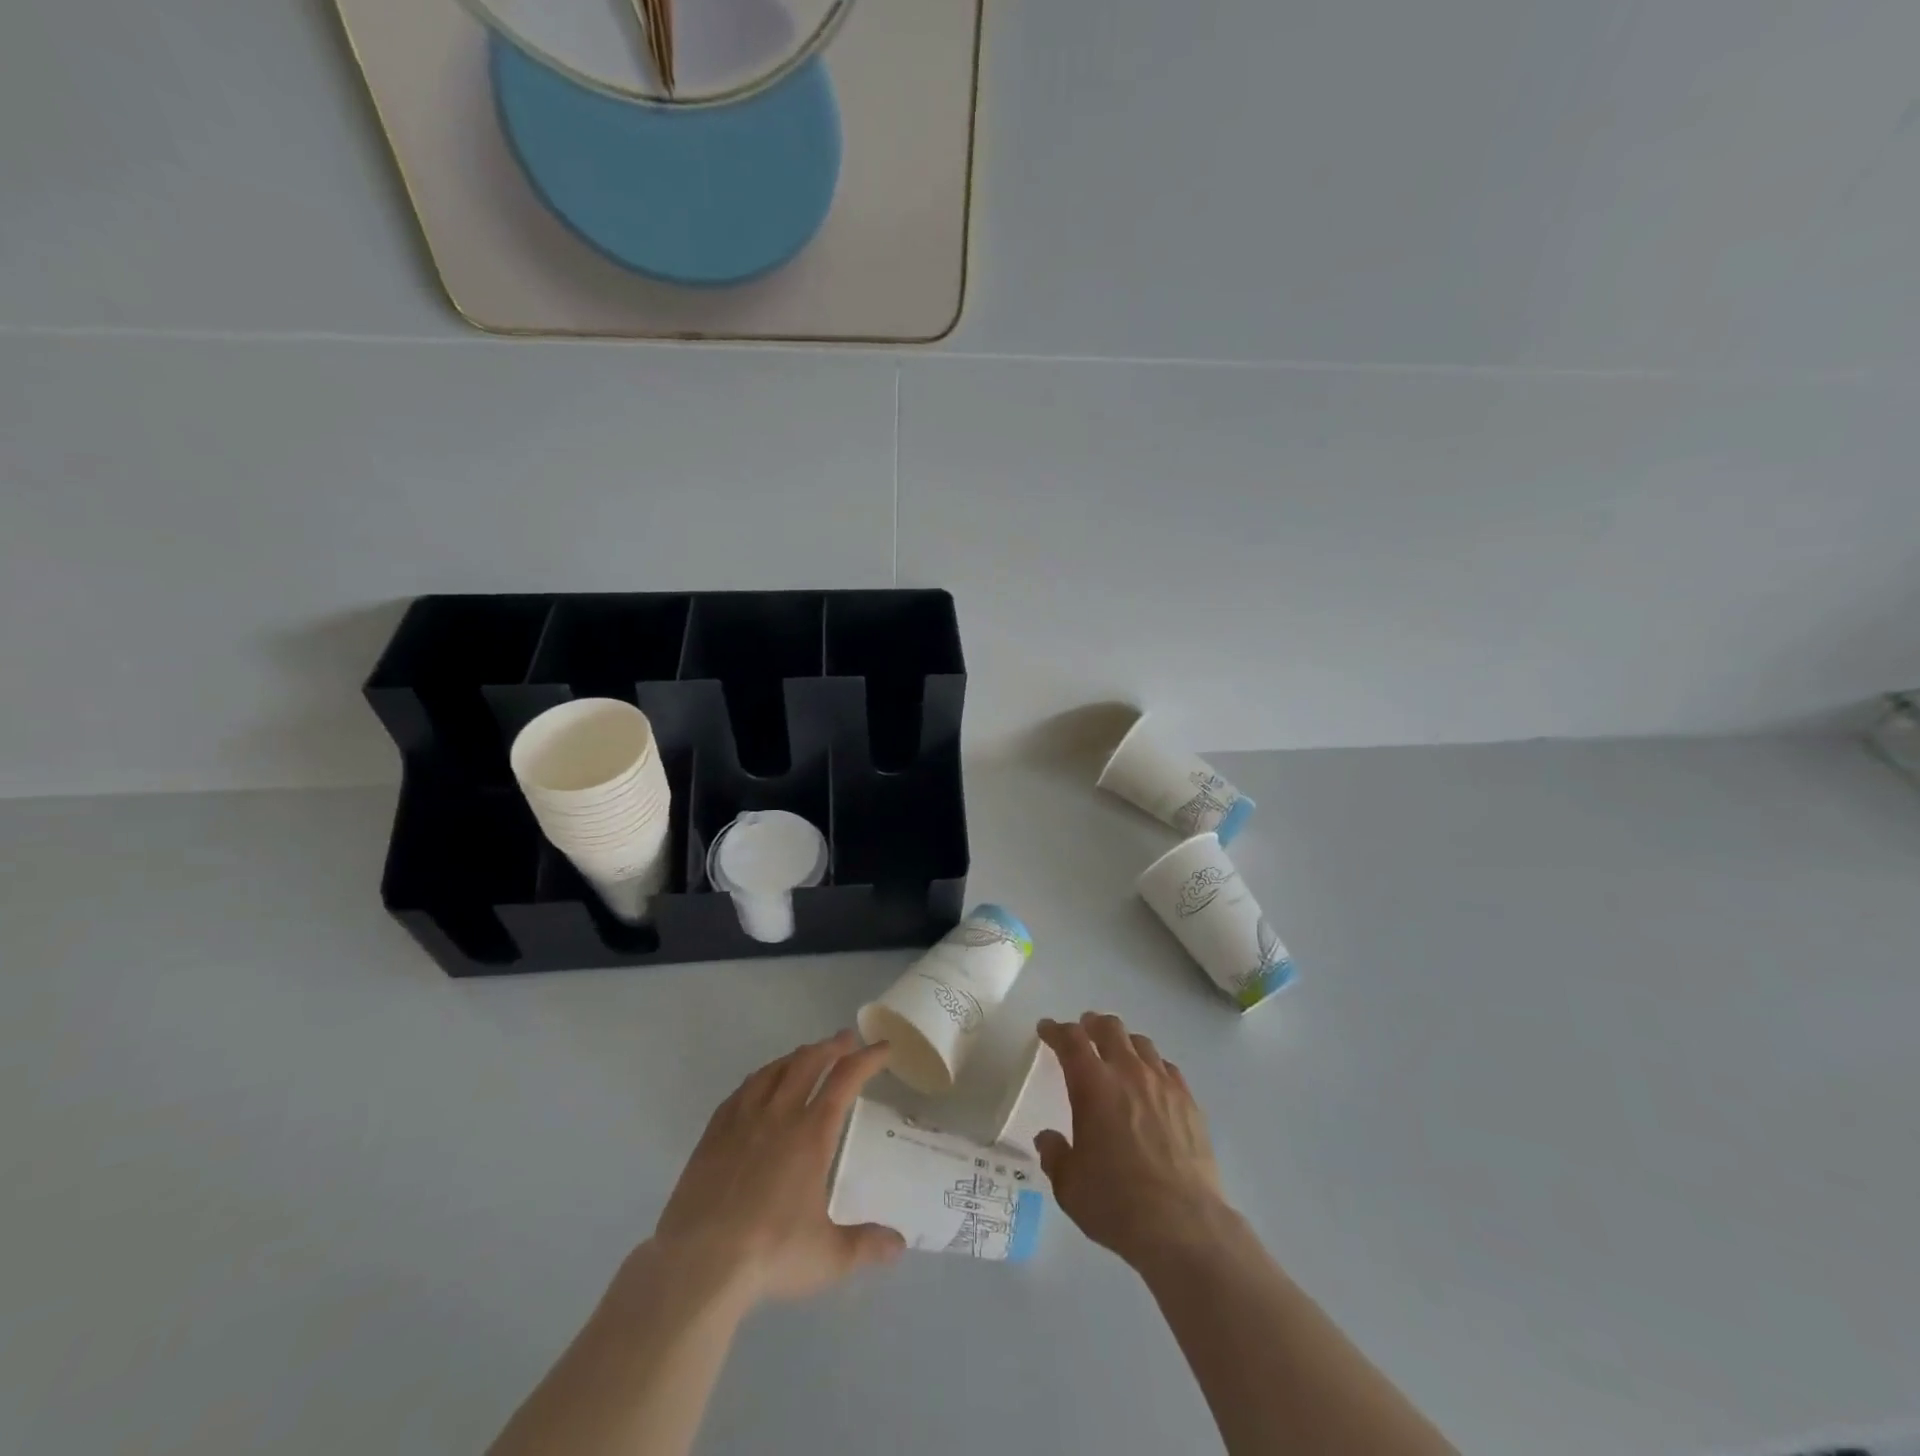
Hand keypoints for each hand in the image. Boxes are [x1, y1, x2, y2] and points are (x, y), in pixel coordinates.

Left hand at [647, 1030, 905, 1304]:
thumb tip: (899, 1245)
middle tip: (845, 1039)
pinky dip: (760, 1078)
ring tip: (806, 1055)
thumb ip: (866, 1246)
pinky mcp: (713, 1134)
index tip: (883, 1048)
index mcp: (811, 1134)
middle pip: (808, 1062)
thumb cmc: (769, 1254)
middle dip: (831, 1046)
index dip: (867, 1059)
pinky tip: (759, 1084)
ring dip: (796, 1057)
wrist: (698, 1264)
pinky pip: (741, 1091)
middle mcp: (779, 1115)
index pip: (845, 1080)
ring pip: (773, 1071)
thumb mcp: (827, 1257)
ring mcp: (742, 1120)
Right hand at [1035, 1012, 1231, 1267]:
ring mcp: (1163, 1084)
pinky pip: (1167, 1068)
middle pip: (1110, 1028)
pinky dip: (1152, 1065)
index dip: (1055, 1030)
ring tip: (1117, 1053)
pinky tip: (1151, 1082)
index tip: (1046, 1029)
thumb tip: (1048, 1139)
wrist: (1184, 1226)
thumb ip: (1055, 1155)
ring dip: (1123, 1042)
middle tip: (1083, 1031)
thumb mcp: (1069, 1186)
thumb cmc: (1117, 1203)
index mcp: (1093, 1085)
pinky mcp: (1189, 1102)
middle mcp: (1128, 1073)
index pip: (1070, 1040)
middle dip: (1092, 1024)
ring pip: (1141, 1043)